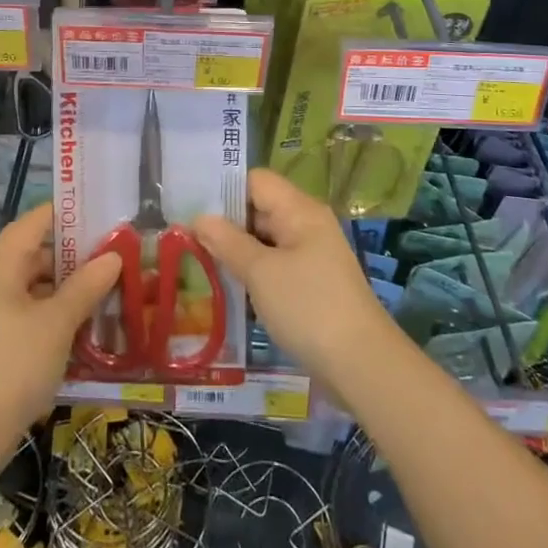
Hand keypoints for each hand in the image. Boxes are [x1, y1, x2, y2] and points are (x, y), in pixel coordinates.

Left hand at [0, 204, 119, 495]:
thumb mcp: (58, 324)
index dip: (73, 215)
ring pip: (34, 284)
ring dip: (68, 288)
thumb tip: (113, 256)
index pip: (39, 219)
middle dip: (77, 257)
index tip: (108, 217)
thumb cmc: (12, 367)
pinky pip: (26, 310)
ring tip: (109, 292)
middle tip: (118, 259)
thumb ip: (87, 285)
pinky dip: (53, 312)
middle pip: (37, 252)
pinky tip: (84, 325)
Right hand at [194, 168, 391, 379]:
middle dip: (225, 223)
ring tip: (198, 263)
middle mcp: (307, 225)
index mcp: (299, 210)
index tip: (190, 208)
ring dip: (237, 251)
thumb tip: (199, 218)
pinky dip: (253, 273)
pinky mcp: (312, 284)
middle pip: (259, 209)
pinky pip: (275, 266)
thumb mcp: (261, 273)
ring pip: (265, 240)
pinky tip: (229, 289)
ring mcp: (312, 255)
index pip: (255, 181)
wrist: (362, 365)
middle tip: (185, 239)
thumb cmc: (308, 307)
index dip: (223, 190)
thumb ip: (227, 242)